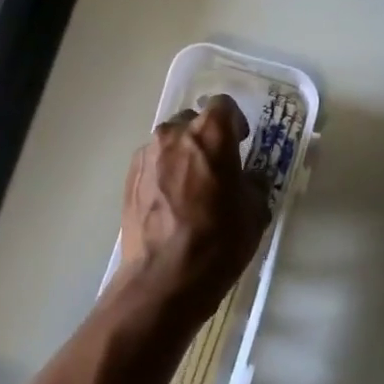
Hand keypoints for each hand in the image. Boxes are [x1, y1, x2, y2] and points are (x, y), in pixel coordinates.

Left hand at [116, 95, 270, 323]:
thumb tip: (248, 179)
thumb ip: (253, 184)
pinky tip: (172, 202)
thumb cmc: (219, 241)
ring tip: (193, 186)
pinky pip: (153, 163)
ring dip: (183, 155)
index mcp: (210, 134)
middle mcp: (174, 135)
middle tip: (218, 166)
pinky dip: (164, 173)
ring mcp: (147, 156)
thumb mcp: (254, 212)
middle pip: (193, 121)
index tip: (241, 142)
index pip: (223, 105)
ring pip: (169, 142)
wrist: (164, 278)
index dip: (235, 122)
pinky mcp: (129, 179)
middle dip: (206, 137)